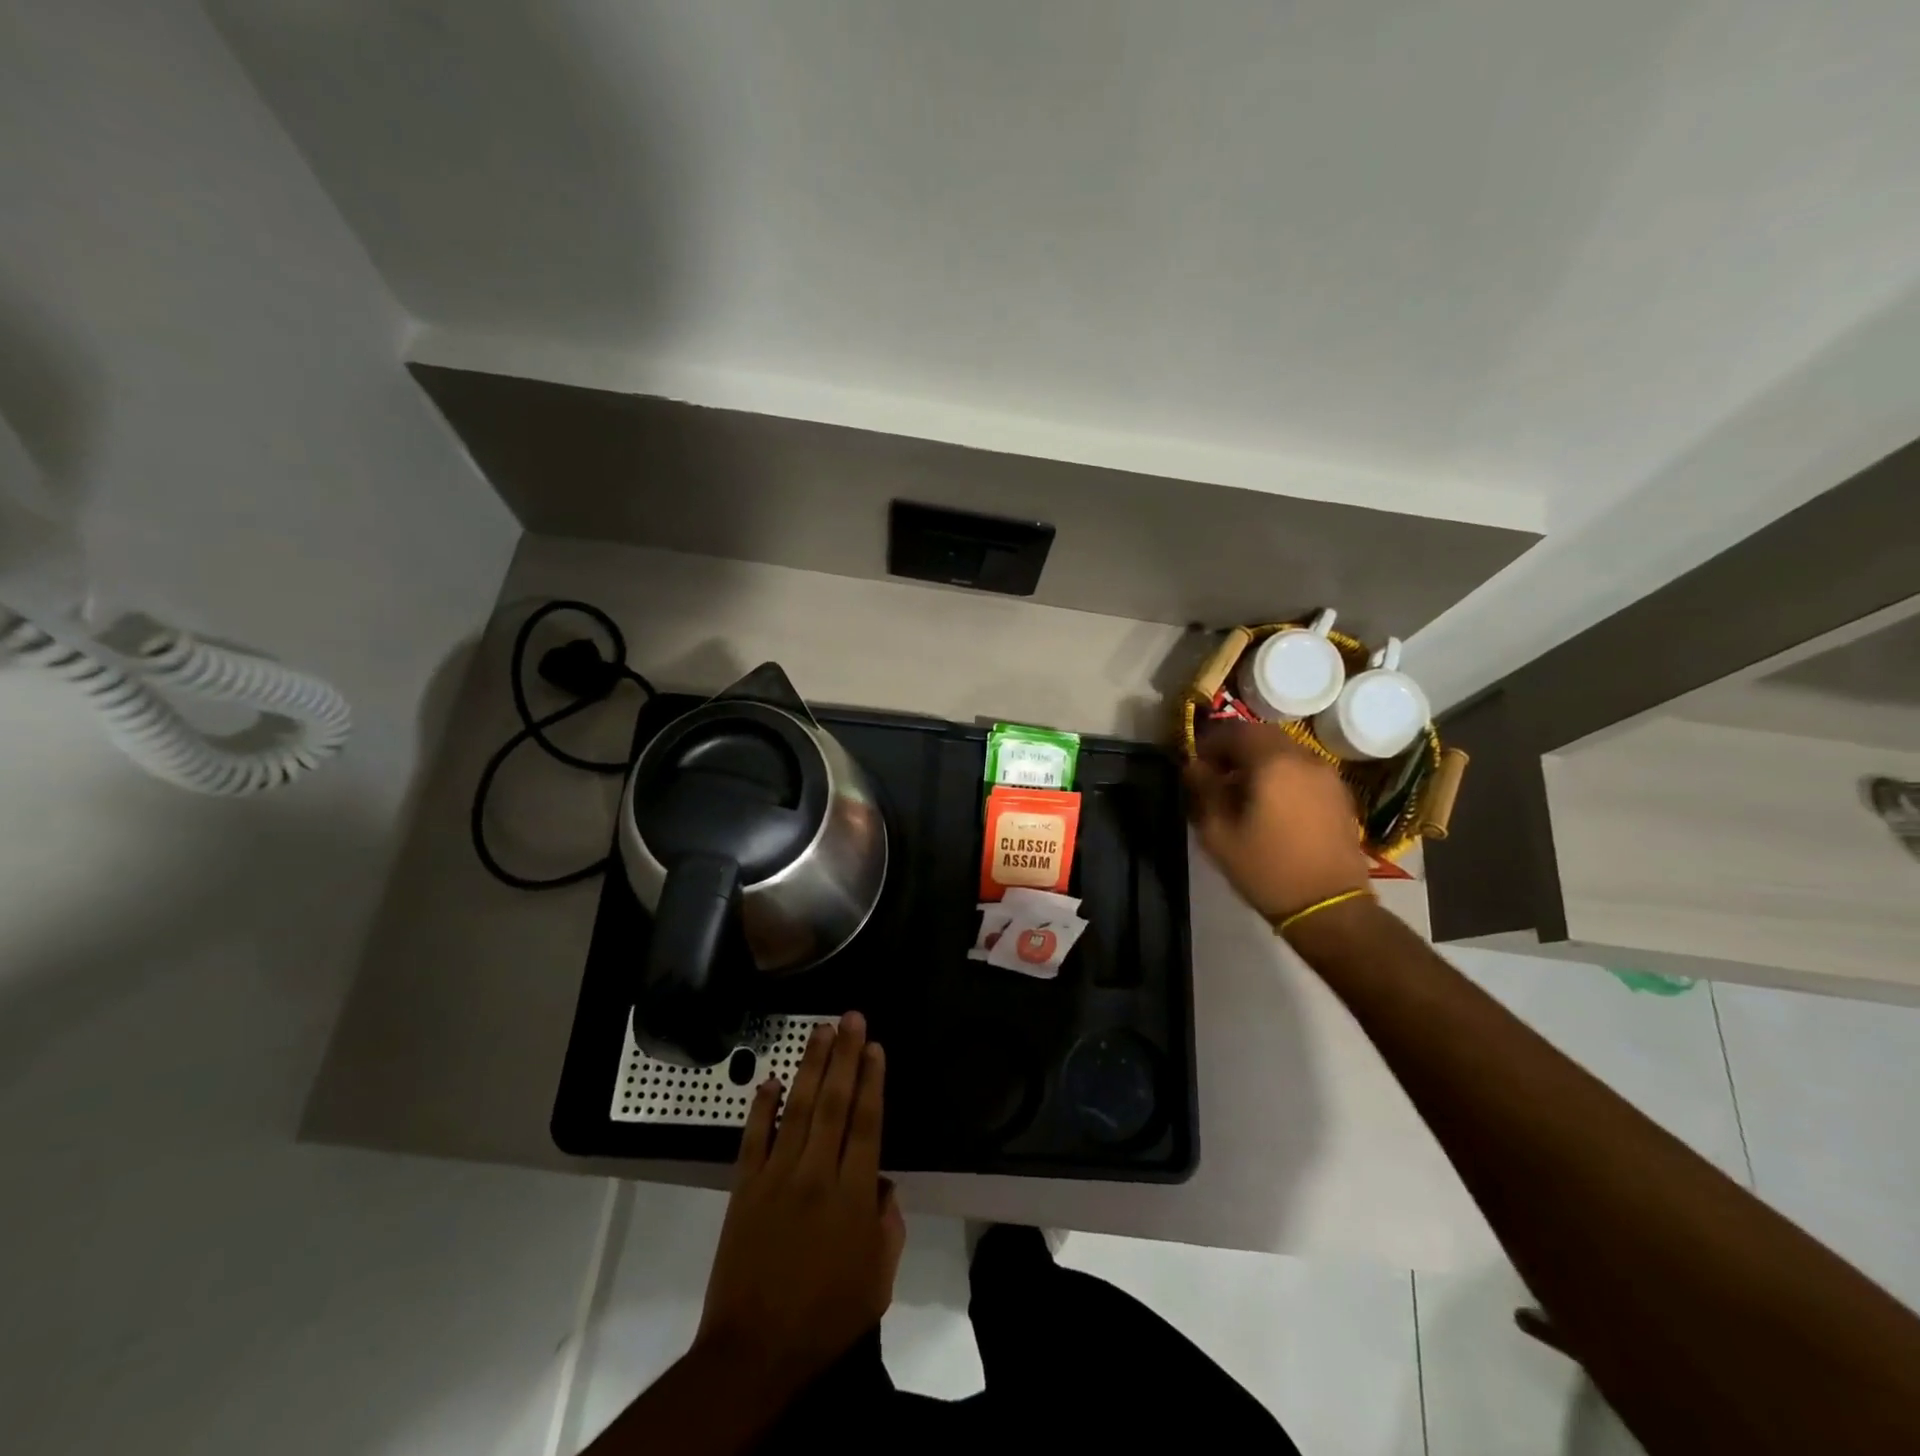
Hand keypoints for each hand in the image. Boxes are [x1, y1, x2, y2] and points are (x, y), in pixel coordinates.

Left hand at [694, 1011, 904, 1398]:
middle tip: (851, 1017)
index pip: (866, 1123)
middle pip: (833, 1103)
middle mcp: (816, 1174)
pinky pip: (753, 1138)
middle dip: (844, 1056)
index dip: (872, 1081)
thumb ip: (888, 1225)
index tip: (875, 1046)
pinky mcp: (744, 1188)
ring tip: (820, 1030)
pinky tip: (770, 1079)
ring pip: (796, 1108)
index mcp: (853, 1196)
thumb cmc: (826, 1320)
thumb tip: (881, 1183)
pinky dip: (761, 1106)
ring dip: (810, 1066)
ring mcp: (776, 1177)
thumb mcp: (878, 1280)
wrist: (754, 1354)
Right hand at [1184, 722, 1371, 921]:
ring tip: (1240, 788)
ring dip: (1258, 759)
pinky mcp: (1339, 794)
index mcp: (1273, 763)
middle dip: (1234, 747)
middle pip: (1262, 735)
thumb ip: (1203, 790)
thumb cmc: (1266, 869)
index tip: (1194, 760)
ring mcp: (1327, 775)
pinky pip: (1302, 769)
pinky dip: (1281, 773)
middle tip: (1214, 772)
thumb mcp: (1218, 833)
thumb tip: (1193, 766)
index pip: (1235, 731)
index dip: (1209, 740)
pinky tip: (1270, 802)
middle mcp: (1304, 758)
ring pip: (1285, 750)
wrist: (1329, 906)